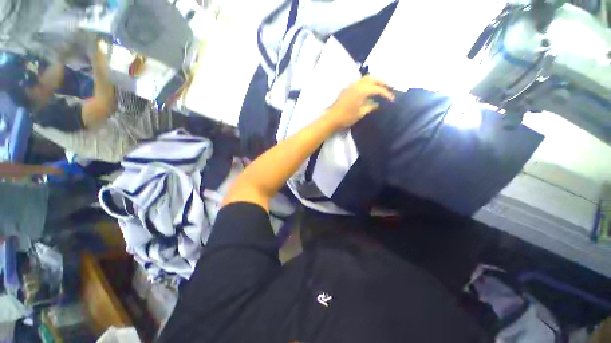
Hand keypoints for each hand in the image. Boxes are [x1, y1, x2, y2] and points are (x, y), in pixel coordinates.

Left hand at [327, 76, 394, 127]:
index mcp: (362, 91)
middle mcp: (357, 85)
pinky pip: (360, 82)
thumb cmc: (346, 118)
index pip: (377, 89)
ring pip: (365, 79)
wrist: (331, 119)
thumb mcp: (360, 113)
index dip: (386, 93)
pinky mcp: (347, 89)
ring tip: (380, 88)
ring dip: (374, 81)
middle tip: (389, 88)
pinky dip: (367, 83)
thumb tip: (377, 104)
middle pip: (373, 78)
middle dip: (382, 82)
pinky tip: (369, 90)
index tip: (392, 99)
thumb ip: (370, 107)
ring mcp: (351, 86)